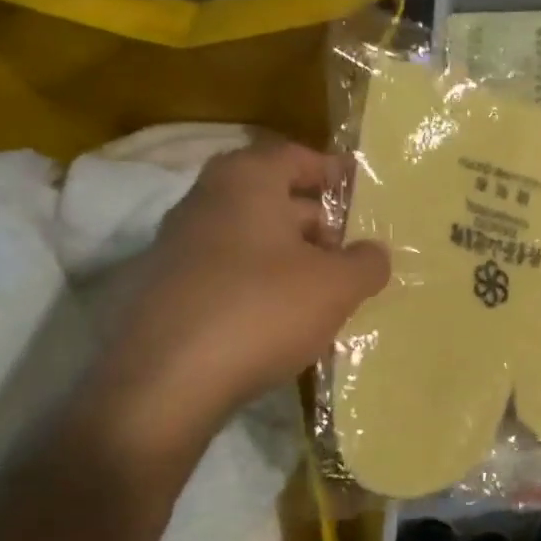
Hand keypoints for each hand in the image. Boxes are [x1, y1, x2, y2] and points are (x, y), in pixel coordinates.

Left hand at [85, 141, 390, 454]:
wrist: (166, 383)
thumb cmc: (261, 310)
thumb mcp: (335, 286)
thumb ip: (366, 262)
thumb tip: (374, 253)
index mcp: (246, 180)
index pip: (296, 156)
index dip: (332, 172)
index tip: (361, 192)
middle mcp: (205, 201)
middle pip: (273, 198)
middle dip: (317, 222)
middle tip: (351, 251)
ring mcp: (178, 246)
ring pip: (251, 238)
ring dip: (290, 257)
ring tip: (326, 290)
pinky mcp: (166, 290)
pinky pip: (227, 273)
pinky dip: (260, 284)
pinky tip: (284, 319)